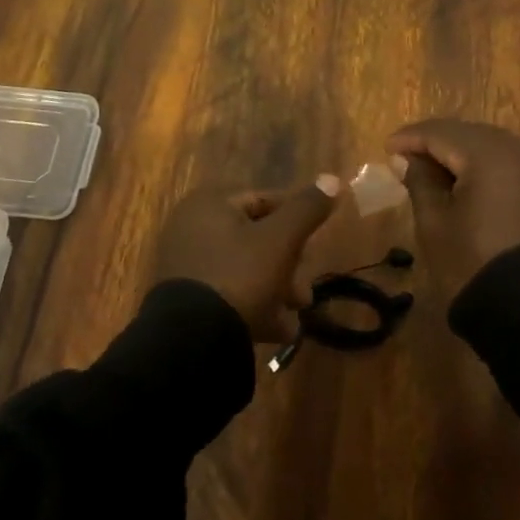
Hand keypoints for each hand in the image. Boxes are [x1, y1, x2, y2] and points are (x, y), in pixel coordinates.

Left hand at [154, 177, 341, 341]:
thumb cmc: (239, 275)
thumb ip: (307, 208)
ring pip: (245, 270)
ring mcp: (186, 266)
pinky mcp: (185, 301)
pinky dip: (253, 307)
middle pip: (257, 239)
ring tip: (295, 316)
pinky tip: (277, 330)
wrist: (191, 340)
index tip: (317, 244)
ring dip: (277, 291)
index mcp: (210, 203)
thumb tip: (333, 179)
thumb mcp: (281, 239)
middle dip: (289, 267)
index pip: (265, 200)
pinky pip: (228, 294)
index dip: (297, 220)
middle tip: (305, 293)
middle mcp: (193, 228)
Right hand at [386, 119, 519, 291]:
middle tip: (407, 157)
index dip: (410, 138)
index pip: (440, 133)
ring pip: (492, 146)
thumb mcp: (436, 224)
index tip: (386, 148)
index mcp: (489, 154)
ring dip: (462, 153)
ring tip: (435, 170)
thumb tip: (406, 158)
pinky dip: (486, 166)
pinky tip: (469, 182)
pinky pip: (511, 163)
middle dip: (437, 142)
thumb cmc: (476, 264)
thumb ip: (420, 182)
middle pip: (468, 134)